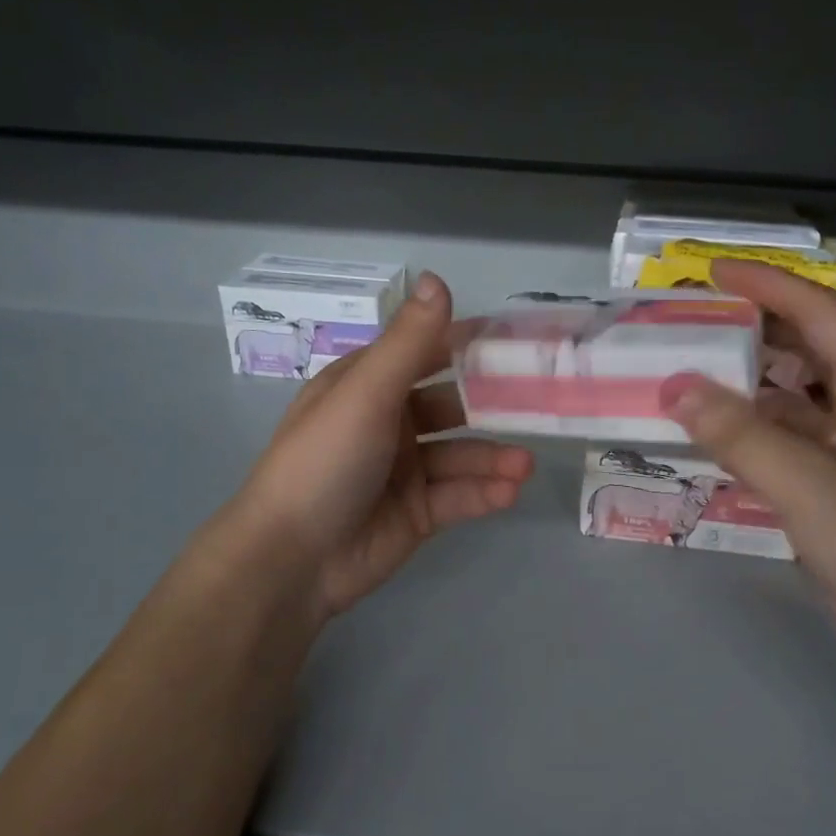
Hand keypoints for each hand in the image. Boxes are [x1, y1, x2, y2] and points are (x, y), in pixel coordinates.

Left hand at [228, 273, 533, 620]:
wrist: (292, 559)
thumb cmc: (324, 461)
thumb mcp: (366, 394)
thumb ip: (409, 342)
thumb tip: (437, 277)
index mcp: (368, 385)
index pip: (427, 352)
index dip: (469, 344)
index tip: (519, 342)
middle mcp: (389, 422)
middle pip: (453, 405)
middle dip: (494, 406)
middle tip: (543, 404)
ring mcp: (405, 471)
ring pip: (462, 455)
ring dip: (494, 457)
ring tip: (525, 465)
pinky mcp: (419, 513)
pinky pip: (460, 496)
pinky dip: (485, 492)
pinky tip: (509, 492)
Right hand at [659, 260, 835, 671]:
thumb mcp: (806, 482)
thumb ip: (738, 433)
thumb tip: (675, 387)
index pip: (819, 311)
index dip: (766, 285)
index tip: (712, 273)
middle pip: (806, 349)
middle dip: (751, 330)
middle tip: (690, 324)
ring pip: (793, 399)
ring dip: (746, 386)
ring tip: (688, 377)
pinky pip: (788, 443)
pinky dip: (751, 434)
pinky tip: (712, 440)